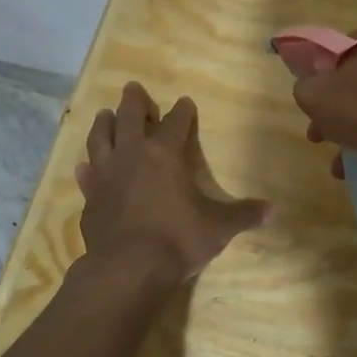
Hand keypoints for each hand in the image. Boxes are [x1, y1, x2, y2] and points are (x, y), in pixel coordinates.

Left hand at [76, 83, 270, 281]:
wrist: (128, 268)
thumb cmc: (178, 238)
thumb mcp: (219, 227)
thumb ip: (243, 214)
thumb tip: (272, 210)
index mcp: (165, 154)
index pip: (175, 123)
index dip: (182, 112)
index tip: (185, 102)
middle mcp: (132, 156)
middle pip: (130, 118)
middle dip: (133, 102)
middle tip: (132, 87)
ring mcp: (106, 176)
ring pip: (100, 139)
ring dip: (104, 125)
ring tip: (104, 115)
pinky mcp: (89, 199)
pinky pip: (86, 175)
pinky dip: (86, 168)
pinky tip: (84, 166)